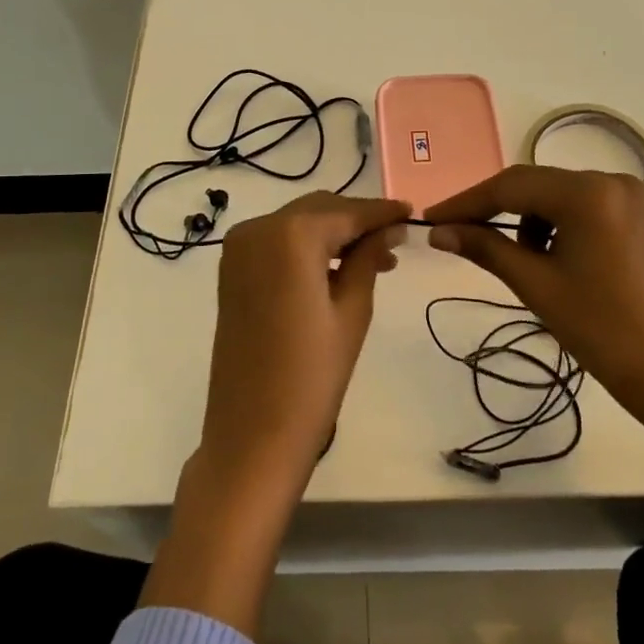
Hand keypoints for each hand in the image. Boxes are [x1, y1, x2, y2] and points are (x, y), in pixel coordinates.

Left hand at [197, 191, 410, 499]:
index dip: (382, 212)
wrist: (252, 434)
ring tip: (372, 260)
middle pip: (320, 209)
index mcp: (291, 235)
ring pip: (298, 222)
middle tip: (394, 244)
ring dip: (333, 233)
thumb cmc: (312, 376)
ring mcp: (238, 247)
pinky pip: (277, 241)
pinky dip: (306, 246)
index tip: (411, 213)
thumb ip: (368, 258)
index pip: (347, 212)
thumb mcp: (352, 312)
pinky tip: (334, 268)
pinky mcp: (231, 268)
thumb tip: (389, 228)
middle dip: (357, 221)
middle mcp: (258, 228)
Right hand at [424, 166, 643, 437]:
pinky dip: (552, 225)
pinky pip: (577, 207)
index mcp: (587, 192)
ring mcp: (626, 195)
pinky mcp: (633, 214)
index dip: (466, 202)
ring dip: (524, 220)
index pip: (511, 187)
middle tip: (454, 233)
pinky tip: (547, 257)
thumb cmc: (600, 329)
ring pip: (553, 196)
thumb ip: (484, 247)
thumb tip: (438, 231)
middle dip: (492, 210)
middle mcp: (609, 180)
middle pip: (533, 186)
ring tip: (516, 261)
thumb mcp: (535, 284)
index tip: (431, 219)